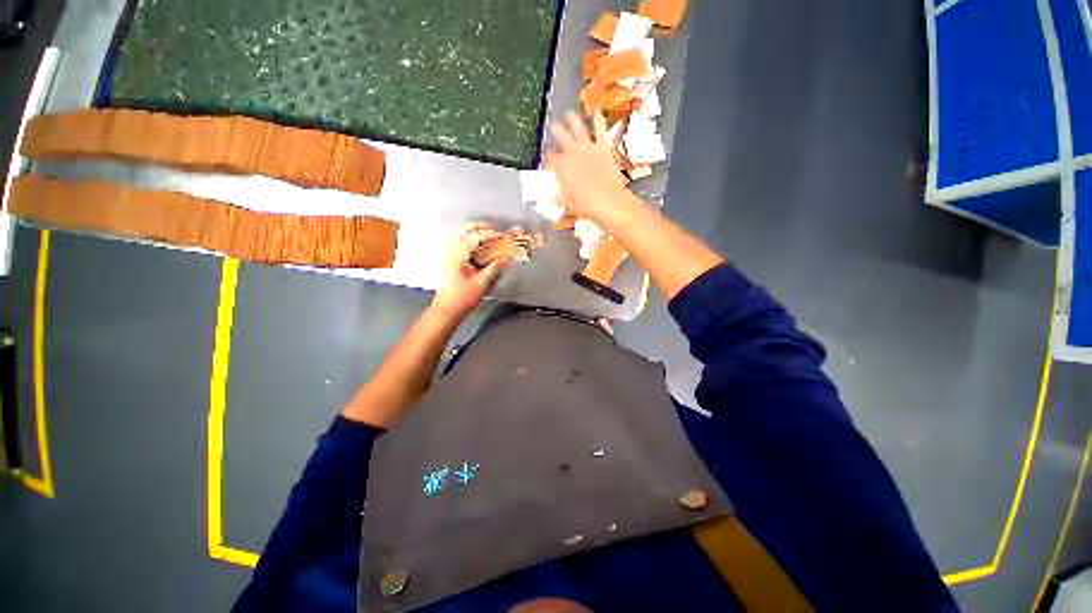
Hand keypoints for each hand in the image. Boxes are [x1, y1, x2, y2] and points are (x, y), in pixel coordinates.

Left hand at [431, 223, 509, 319]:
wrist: (448, 308)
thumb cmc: (463, 297)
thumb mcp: (482, 283)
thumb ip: (495, 267)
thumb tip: (507, 258)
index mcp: (458, 255)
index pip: (476, 237)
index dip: (491, 234)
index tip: (504, 236)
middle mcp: (452, 250)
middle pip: (465, 229)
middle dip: (482, 227)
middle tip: (496, 232)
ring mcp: (450, 254)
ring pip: (462, 234)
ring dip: (476, 232)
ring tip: (490, 237)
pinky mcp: (452, 260)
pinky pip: (462, 243)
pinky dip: (473, 240)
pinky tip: (482, 248)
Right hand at [546, 112, 630, 223]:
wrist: (608, 201)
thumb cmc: (585, 206)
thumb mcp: (567, 203)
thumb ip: (559, 195)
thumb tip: (552, 195)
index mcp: (561, 167)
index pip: (550, 158)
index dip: (548, 156)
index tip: (547, 155)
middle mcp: (572, 153)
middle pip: (561, 138)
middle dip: (556, 132)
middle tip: (552, 126)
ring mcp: (588, 148)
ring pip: (577, 128)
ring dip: (572, 120)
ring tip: (569, 114)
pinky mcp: (602, 147)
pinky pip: (600, 130)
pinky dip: (598, 119)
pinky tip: (597, 111)